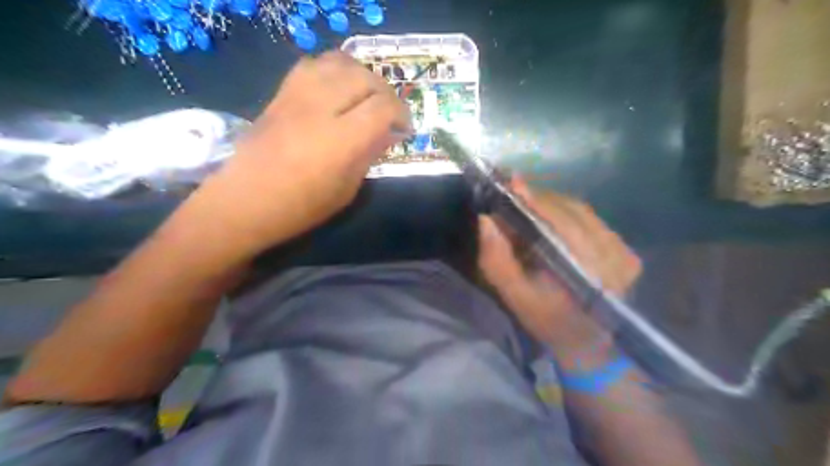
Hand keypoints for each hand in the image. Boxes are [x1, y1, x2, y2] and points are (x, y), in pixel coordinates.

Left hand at [204, 53, 411, 256]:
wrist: (245, 202)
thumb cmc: (300, 207)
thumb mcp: (346, 189)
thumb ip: (369, 155)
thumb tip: (388, 134)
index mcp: (341, 139)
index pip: (383, 106)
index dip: (401, 113)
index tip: (404, 129)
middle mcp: (321, 107)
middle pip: (364, 77)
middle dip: (385, 92)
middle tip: (389, 113)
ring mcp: (297, 96)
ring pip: (339, 62)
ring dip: (361, 75)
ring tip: (365, 96)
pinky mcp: (281, 93)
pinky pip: (313, 64)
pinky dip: (333, 70)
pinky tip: (336, 89)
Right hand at [474, 181, 639, 354]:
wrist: (588, 346)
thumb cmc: (547, 322)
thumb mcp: (515, 298)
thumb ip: (497, 262)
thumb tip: (486, 220)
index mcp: (587, 274)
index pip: (562, 225)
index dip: (535, 201)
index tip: (512, 182)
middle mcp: (615, 259)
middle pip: (573, 213)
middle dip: (540, 200)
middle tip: (513, 192)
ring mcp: (626, 255)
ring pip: (583, 213)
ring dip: (553, 205)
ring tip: (529, 203)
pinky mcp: (629, 253)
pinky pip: (593, 220)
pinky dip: (569, 214)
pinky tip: (552, 218)